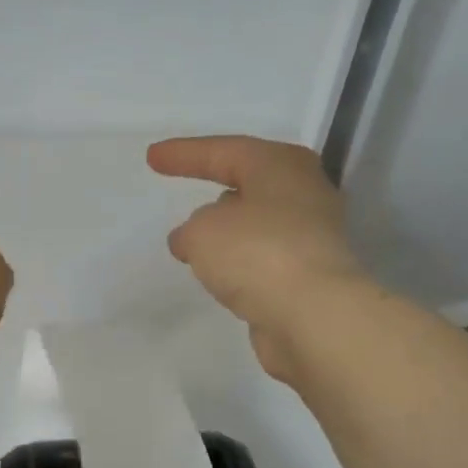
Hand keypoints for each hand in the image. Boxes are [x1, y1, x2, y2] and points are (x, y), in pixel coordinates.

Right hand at [148, 135, 366, 380]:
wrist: (315, 316)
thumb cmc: (257, 253)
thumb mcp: (202, 231)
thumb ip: (190, 230)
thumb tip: (194, 239)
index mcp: (281, 166)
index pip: (224, 151)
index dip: (185, 154)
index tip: (152, 158)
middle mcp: (304, 193)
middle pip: (251, 183)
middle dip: (218, 189)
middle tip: (186, 194)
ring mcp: (312, 237)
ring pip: (259, 224)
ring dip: (229, 231)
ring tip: (195, 242)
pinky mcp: (310, 276)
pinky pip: (265, 259)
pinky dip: (241, 262)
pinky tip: (220, 275)